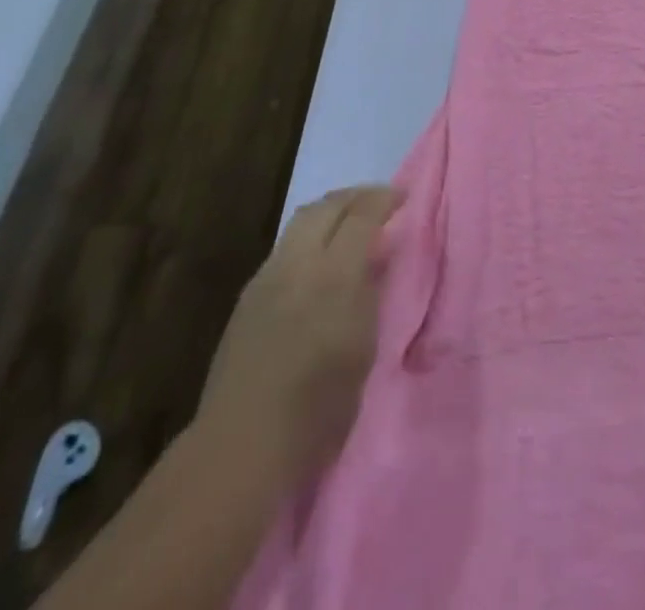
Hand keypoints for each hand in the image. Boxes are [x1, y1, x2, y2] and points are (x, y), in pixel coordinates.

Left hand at [196, 186, 401, 483]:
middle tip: (380, 201)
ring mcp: (267, 277)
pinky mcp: (248, 296)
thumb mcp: (362, 352)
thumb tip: (379, 256)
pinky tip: (319, 259)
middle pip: (326, 206)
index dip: (385, 200)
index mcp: (333, 276)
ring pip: (301, 221)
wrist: (239, 449)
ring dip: (330, 212)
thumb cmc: (316, 412)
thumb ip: (371, 294)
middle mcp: (297, 264)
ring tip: (351, 223)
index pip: (361, 216)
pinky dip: (310, 236)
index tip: (405, 197)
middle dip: (356, 196)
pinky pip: (285, 246)